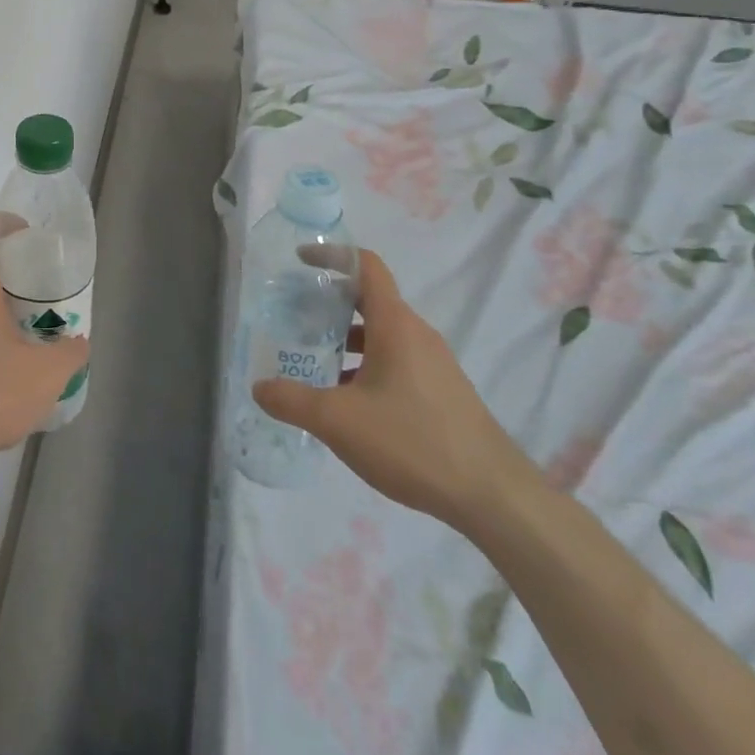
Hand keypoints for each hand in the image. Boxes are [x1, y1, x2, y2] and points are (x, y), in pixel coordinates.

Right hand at [253, 250, 533, 532]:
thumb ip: (292, 401)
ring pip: (383, 334)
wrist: (496, 498)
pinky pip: (397, 360)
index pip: (366, 265)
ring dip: (348, 338)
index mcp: (395, 324)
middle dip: (331, 302)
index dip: (332, 255)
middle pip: (370, 299)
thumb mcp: (339, 422)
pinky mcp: (444, 391)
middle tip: (294, 316)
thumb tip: (258, 387)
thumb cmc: (414, 443)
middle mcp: (417, 334)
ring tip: (315, 360)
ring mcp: (435, 363)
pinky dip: (367, 363)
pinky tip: (350, 401)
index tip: (300, 260)